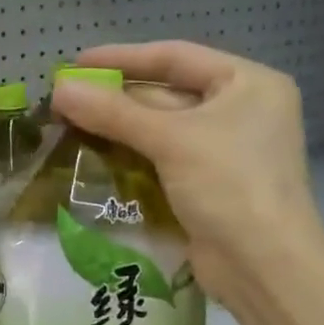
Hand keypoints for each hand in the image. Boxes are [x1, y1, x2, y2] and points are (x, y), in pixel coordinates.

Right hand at [52, 42, 323, 306]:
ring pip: (161, 128)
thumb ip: (113, 112)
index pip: (176, 57)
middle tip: (65, 98)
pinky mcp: (208, 184)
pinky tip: (94, 154)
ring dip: (118, 126)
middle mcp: (241, 111)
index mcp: (248, 84)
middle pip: (167, 92)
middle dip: (116, 97)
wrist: (263, 267)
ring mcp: (225, 150)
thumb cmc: (230, 186)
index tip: (76, 64)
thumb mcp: (171, 140)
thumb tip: (60, 90)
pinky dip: (131, 154)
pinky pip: (162, 158)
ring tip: (69, 123)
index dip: (123, 58)